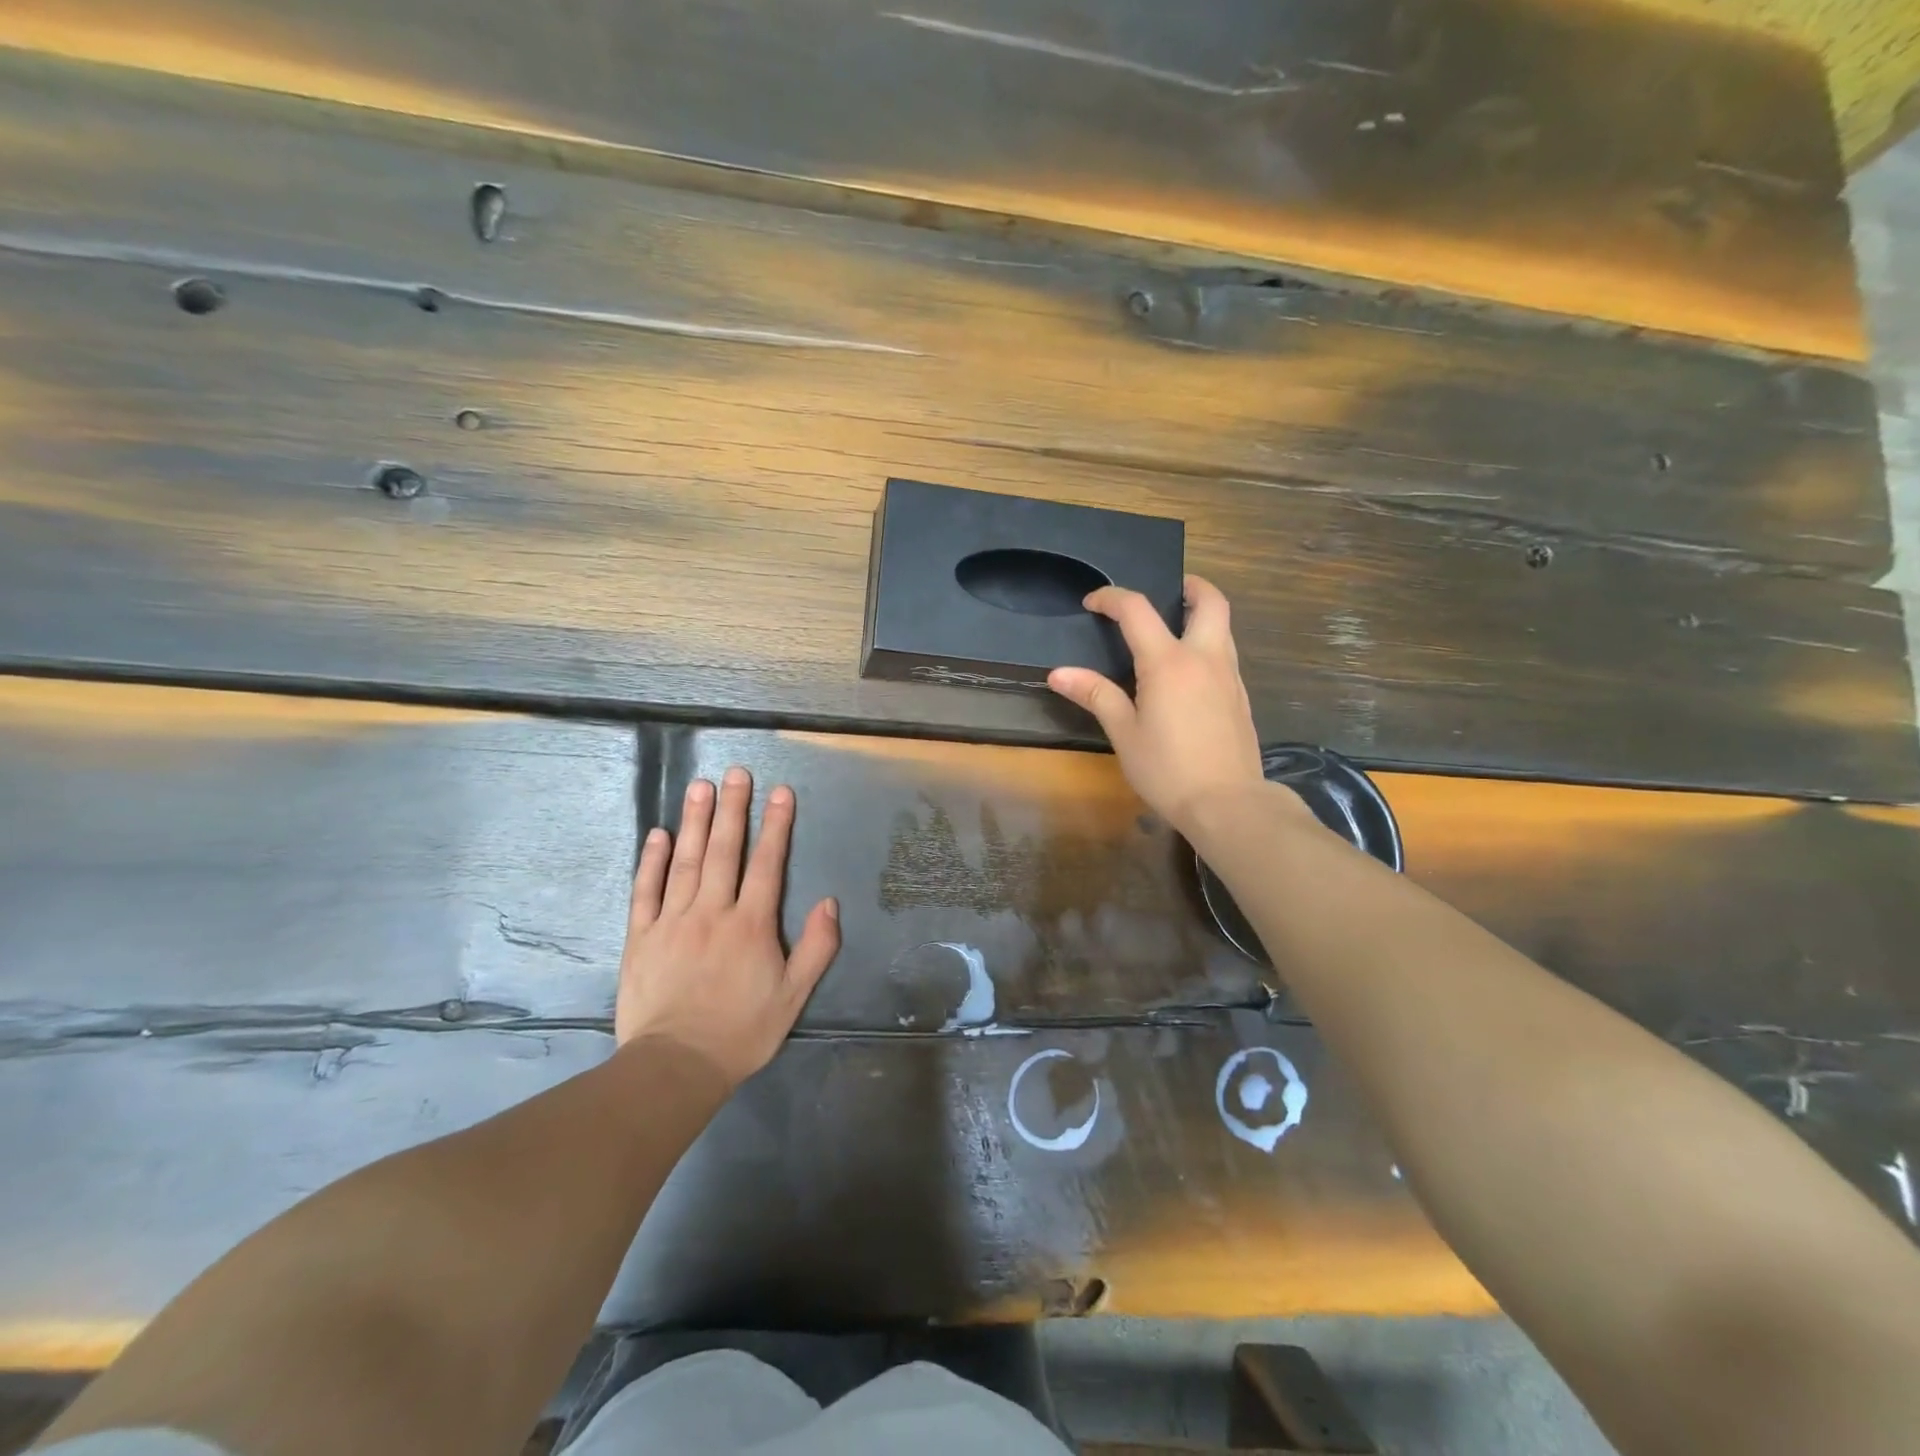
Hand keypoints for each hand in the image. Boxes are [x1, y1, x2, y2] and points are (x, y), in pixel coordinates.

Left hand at [616, 766, 839, 1085]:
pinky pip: (646, 890)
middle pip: (725, 851)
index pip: (767, 864)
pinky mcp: (641, 937)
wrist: (676, 1066)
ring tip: (701, 786)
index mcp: (751, 925)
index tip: (780, 792)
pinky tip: (659, 834)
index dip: (775, 826)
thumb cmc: (741, 1031)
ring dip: (695, 821)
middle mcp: (712, 912)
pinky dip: (652, 860)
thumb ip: (816, 948)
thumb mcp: (793, 996)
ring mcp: (672, 921)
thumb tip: (830, 903)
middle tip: (736, 773)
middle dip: (733, 809)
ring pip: (686, 861)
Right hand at [1048, 574, 1268, 834]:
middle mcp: (1205, 658)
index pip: (1138, 611)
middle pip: (1210, 601)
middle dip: (1189, 586)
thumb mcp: (1124, 733)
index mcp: (1169, 662)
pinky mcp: (1241, 697)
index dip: (1112, 598)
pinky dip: (1208, 644)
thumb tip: (1058, 673)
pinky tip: (1188, 673)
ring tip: (1173, 629)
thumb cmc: (1168, 770)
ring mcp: (1230, 676)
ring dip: (1201, 614)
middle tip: (1166, 592)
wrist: (1228, 804)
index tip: (1093, 602)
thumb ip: (1096, 695)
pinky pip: (1226, 653)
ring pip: (1223, 626)